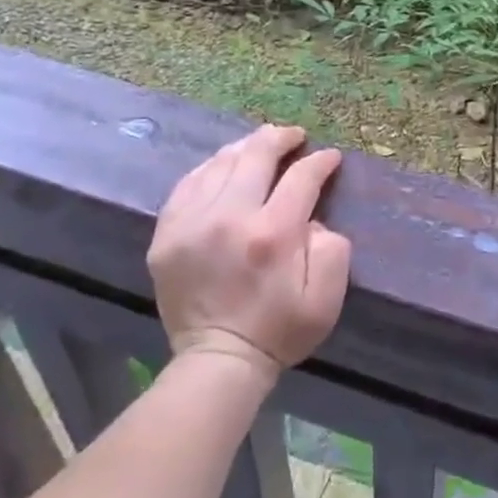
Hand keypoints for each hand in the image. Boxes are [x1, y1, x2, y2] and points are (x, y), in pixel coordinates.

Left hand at [148, 124, 351, 379]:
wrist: (218, 362)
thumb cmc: (279, 330)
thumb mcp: (326, 297)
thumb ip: (331, 247)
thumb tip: (312, 217)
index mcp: (273, 233)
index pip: (301, 177)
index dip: (320, 161)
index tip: (330, 158)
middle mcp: (229, 218)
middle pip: (256, 155)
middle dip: (281, 138)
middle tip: (295, 136)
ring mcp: (191, 224)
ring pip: (220, 163)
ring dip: (245, 148)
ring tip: (260, 145)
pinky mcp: (166, 235)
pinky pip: (188, 184)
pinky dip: (210, 169)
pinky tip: (223, 167)